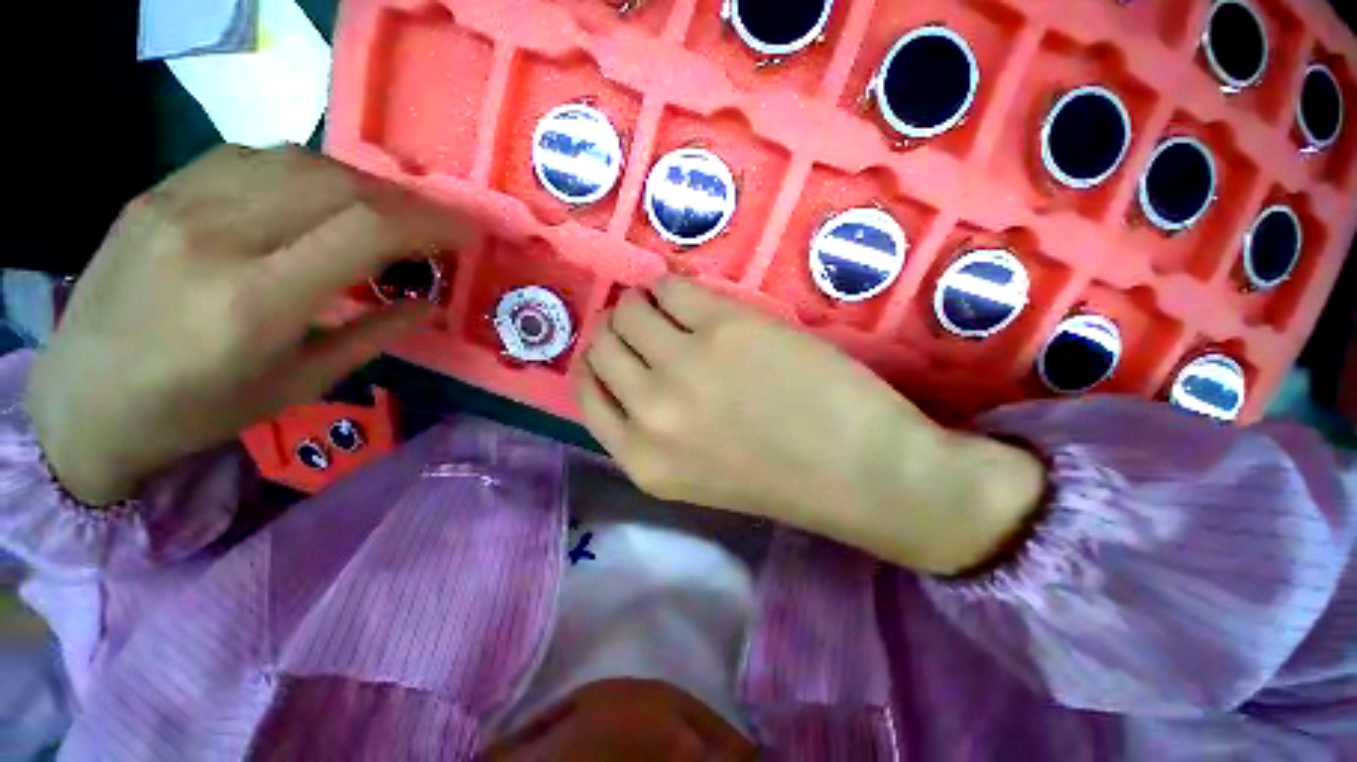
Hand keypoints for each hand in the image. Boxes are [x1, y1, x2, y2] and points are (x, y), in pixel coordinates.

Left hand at [25, 145, 472, 505]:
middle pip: (339, 185)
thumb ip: (372, 336)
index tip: (466, 233)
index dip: (430, 223)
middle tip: (433, 227)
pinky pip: (252, 157)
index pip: (365, 230)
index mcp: (255, 302)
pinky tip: (317, 198)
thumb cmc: (194, 411)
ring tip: (383, 213)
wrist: (81, 399)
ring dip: (361, 184)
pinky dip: (306, 172)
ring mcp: (179, 203)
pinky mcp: (159, 190)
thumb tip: (429, 303)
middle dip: (405, 202)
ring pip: (299, 161)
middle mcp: (216, 237)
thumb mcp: (298, 386)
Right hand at [577, 278, 1044, 573]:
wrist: (861, 472)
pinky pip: (672, 286)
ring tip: (667, 308)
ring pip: (630, 310)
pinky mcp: (726, 326)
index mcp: (641, 459)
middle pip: (603, 345)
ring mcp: (685, 365)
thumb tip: (627, 372)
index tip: (614, 351)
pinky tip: (688, 294)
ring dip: (642, 304)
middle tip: (645, 326)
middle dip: (619, 331)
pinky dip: (672, 285)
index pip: (588, 394)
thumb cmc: (782, 478)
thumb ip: (651, 430)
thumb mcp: (693, 473)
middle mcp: (650, 411)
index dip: (597, 365)